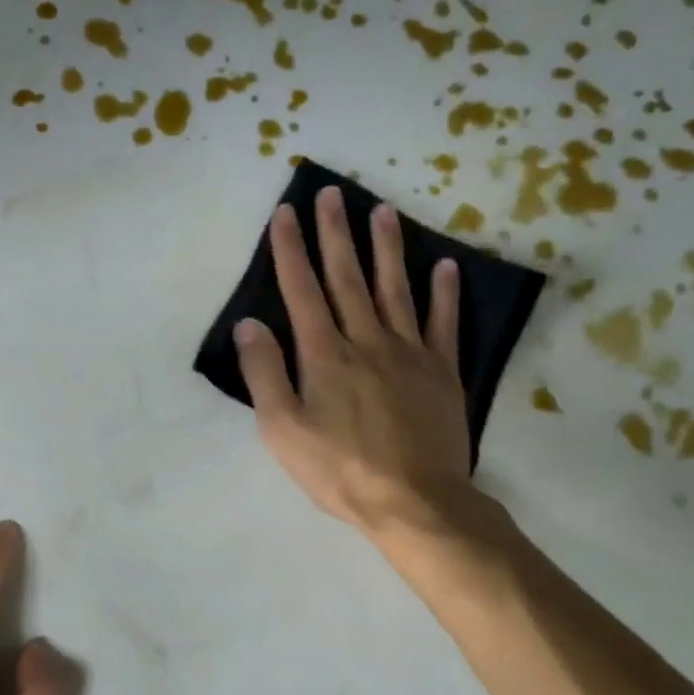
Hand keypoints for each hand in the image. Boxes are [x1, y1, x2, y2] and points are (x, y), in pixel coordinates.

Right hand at [234, 187, 474, 539]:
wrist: (414, 501)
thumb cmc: (339, 470)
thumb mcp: (282, 430)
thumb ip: (265, 374)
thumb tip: (249, 324)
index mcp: (324, 355)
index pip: (302, 291)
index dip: (291, 251)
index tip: (286, 213)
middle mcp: (366, 341)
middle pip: (348, 278)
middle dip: (336, 234)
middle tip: (333, 193)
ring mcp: (409, 353)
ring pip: (395, 289)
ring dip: (387, 248)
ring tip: (383, 210)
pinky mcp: (442, 372)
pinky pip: (443, 323)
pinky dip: (444, 293)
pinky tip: (444, 266)